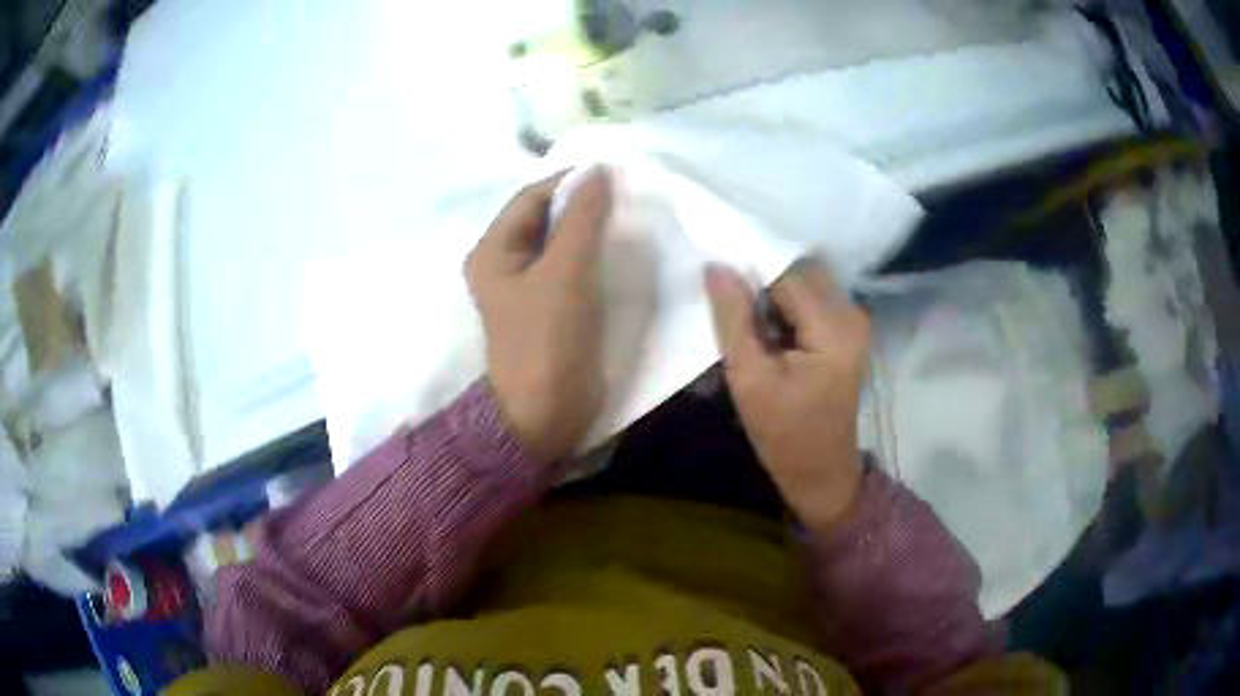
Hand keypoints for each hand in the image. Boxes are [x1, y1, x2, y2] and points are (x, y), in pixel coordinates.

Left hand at [466, 169, 612, 462]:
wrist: (547, 414)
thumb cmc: (547, 341)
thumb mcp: (565, 273)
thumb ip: (582, 219)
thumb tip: (599, 171)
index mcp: (493, 251)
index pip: (531, 198)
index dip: (569, 182)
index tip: (613, 176)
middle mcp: (505, 264)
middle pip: (545, 218)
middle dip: (582, 205)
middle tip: (625, 197)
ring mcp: (529, 288)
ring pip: (562, 243)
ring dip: (591, 230)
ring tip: (629, 220)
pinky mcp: (552, 308)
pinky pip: (573, 268)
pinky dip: (595, 255)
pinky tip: (622, 251)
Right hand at [706, 260, 870, 533]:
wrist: (820, 471)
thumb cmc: (783, 433)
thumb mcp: (749, 378)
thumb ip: (733, 318)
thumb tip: (716, 266)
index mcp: (833, 326)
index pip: (784, 276)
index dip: (749, 276)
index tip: (718, 289)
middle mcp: (852, 313)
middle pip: (799, 274)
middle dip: (762, 286)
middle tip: (734, 315)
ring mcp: (854, 321)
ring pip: (804, 285)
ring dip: (774, 299)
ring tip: (751, 330)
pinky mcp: (848, 331)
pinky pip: (812, 302)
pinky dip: (787, 310)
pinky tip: (770, 336)